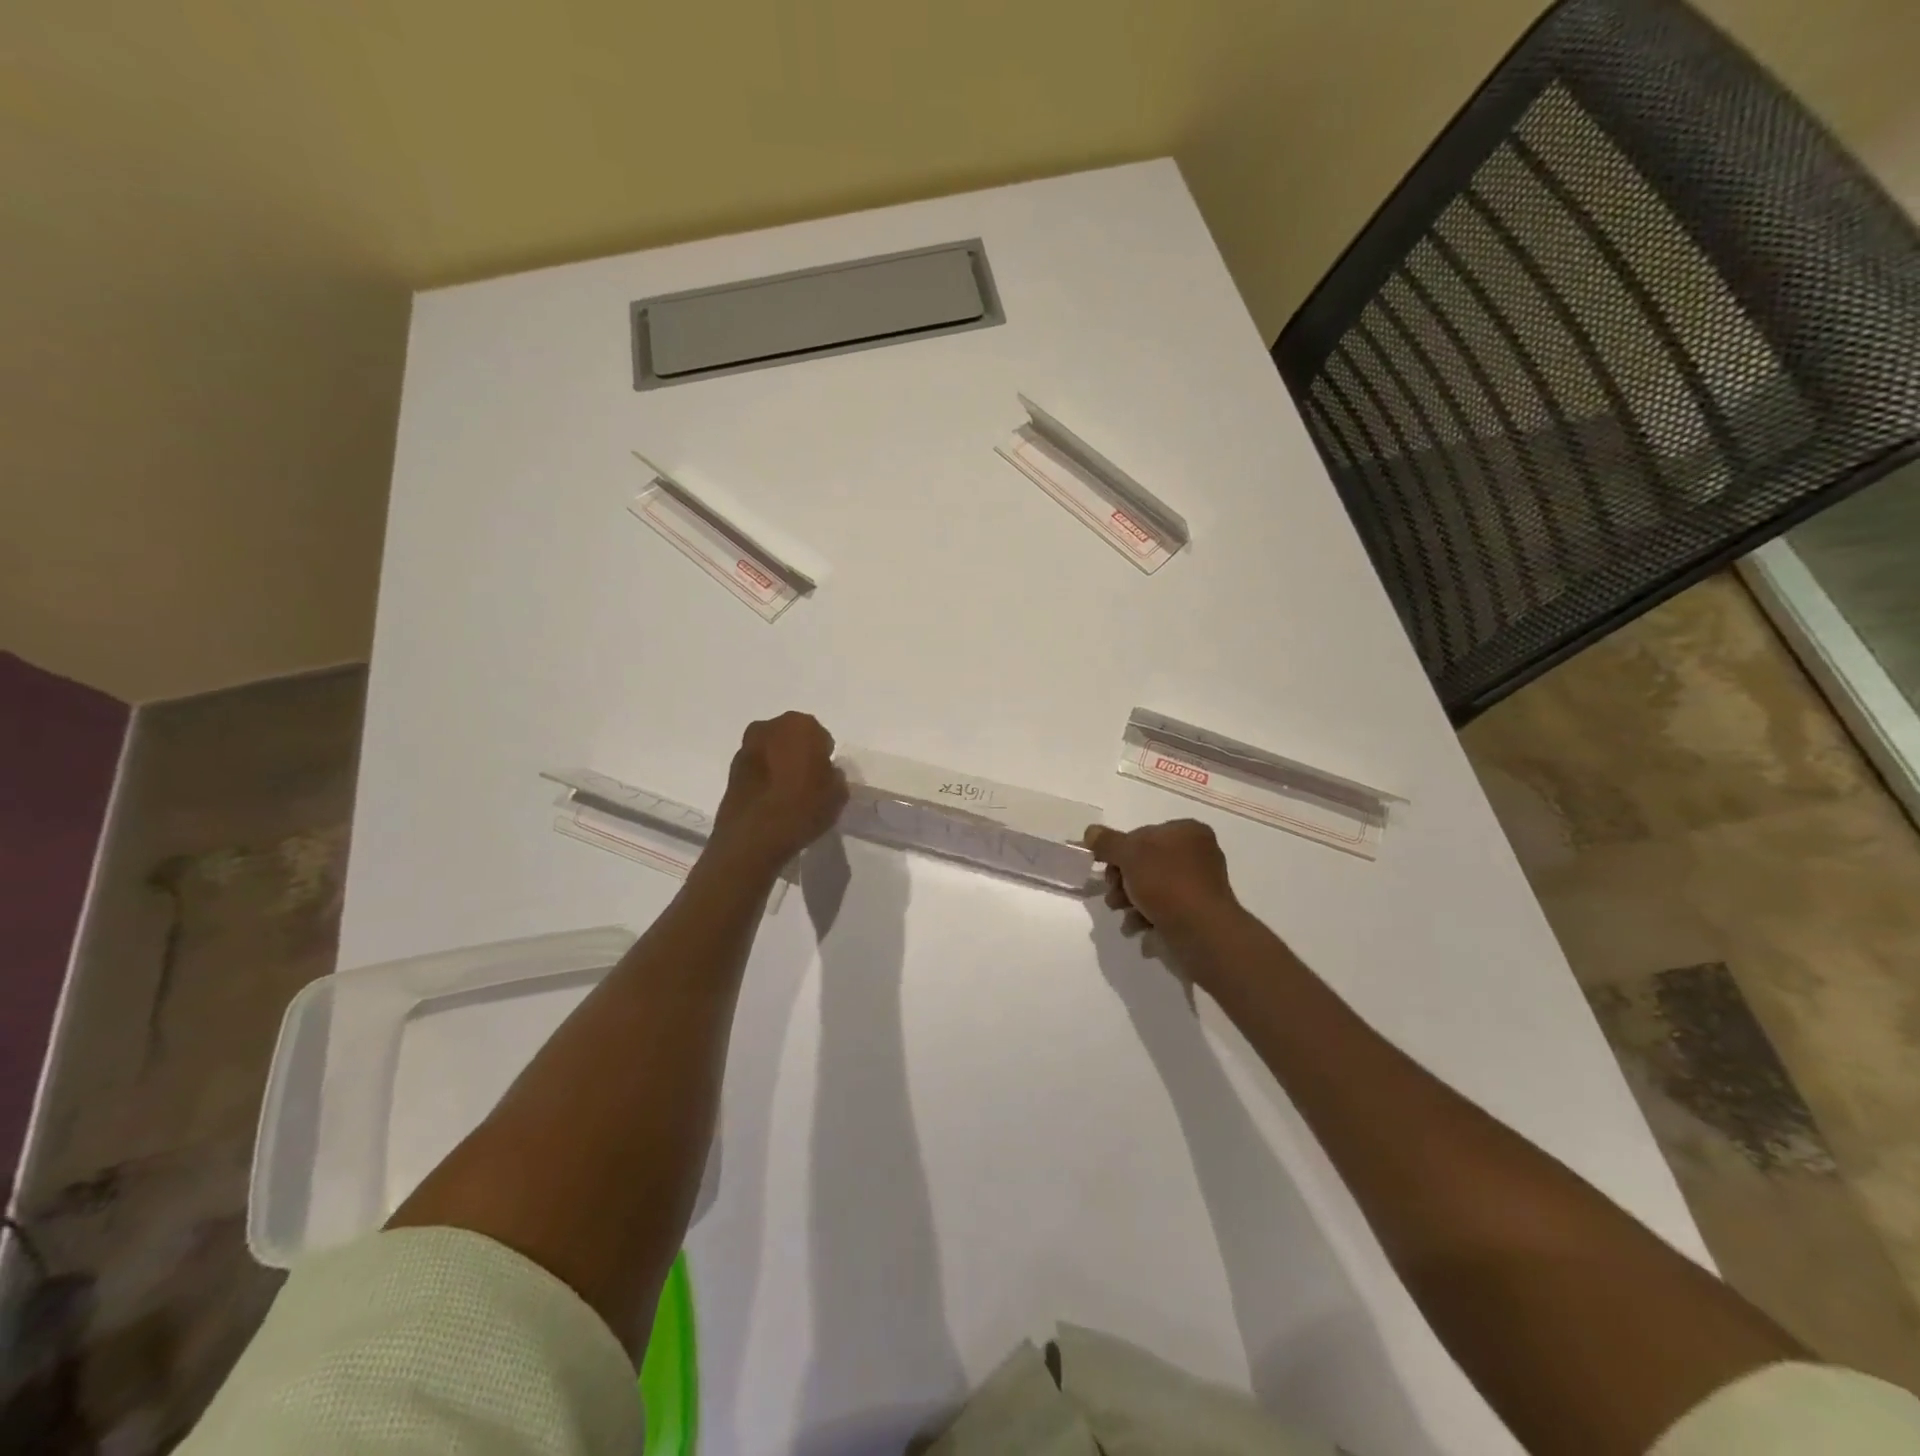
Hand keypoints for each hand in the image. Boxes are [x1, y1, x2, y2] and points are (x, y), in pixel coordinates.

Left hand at [709, 712, 847, 869]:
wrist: (753, 838)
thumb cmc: (802, 808)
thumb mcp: (837, 795)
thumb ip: (835, 777)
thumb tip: (826, 774)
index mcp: (800, 725)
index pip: (820, 736)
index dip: (824, 756)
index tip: (825, 777)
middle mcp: (770, 727)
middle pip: (792, 738)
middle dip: (799, 754)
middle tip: (807, 781)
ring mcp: (746, 747)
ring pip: (772, 751)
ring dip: (779, 764)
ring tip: (787, 793)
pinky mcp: (731, 769)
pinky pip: (757, 768)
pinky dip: (764, 778)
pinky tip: (770, 800)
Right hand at [1085, 819, 1239, 936]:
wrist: (1202, 932)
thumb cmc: (1167, 884)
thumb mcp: (1129, 855)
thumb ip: (1107, 842)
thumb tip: (1091, 832)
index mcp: (1187, 832)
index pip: (1142, 835)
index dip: (1119, 852)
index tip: (1106, 870)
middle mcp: (1197, 854)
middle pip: (1145, 863)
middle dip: (1122, 881)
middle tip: (1113, 896)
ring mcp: (1199, 885)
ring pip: (1152, 888)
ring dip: (1130, 902)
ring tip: (1123, 915)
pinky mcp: (1197, 912)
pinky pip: (1165, 909)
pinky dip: (1148, 917)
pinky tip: (1138, 928)